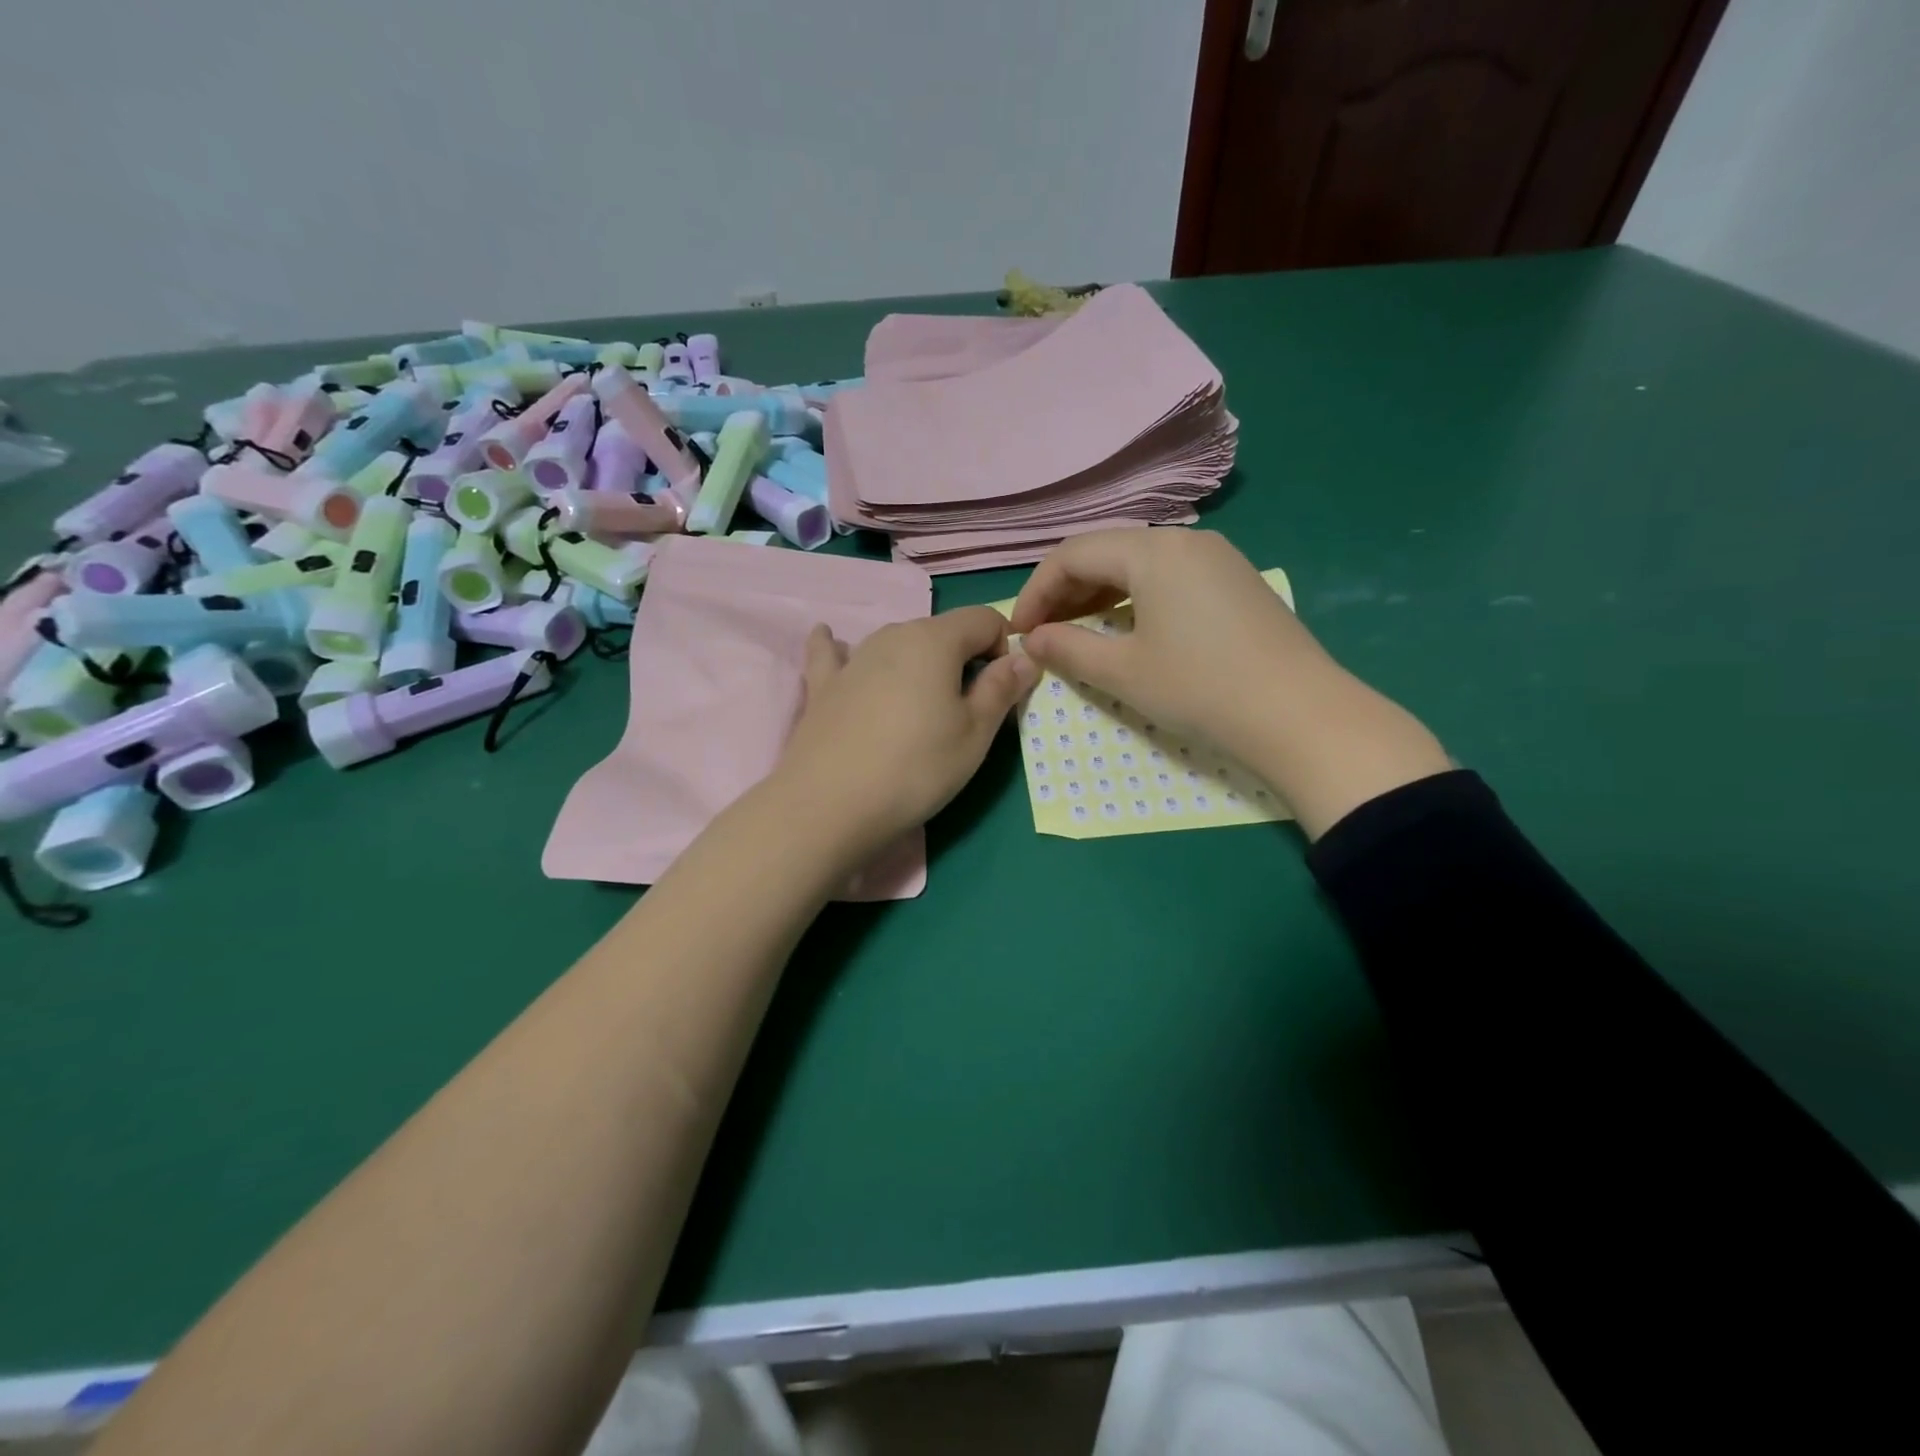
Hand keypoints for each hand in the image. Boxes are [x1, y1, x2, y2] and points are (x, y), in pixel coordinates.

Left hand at [770, 606, 1037, 858]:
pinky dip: (838, 648)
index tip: (1002, 688)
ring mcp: (852, 659)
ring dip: (916, 662)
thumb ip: (1002, 689)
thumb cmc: (916, 769)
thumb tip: (1024, 657)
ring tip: (917, 702)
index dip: (1003, 647)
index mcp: (935, 640)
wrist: (830, 805)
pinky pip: (833, 654)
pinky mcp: (822, 686)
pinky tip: (830, 640)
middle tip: (964, 710)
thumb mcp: (975, 734)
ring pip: (896, 644)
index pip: (984, 619)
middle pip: (940, 631)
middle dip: (961, 658)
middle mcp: (892, 635)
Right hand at [1010, 528, 1321, 767]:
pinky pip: (1169, 576)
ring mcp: (1217, 557)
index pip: (1072, 554)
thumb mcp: (1123, 672)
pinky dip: (1134, 596)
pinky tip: (1127, 626)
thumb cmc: (1200, 689)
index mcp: (1153, 551)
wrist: (1300, 715)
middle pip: (1105, 551)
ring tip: (1076, 630)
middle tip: (1043, 632)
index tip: (1019, 631)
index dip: (1036, 591)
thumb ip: (1068, 647)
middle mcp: (1185, 540)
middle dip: (1065, 590)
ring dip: (1098, 593)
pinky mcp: (1235, 581)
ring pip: (1138, 562)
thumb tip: (1031, 638)